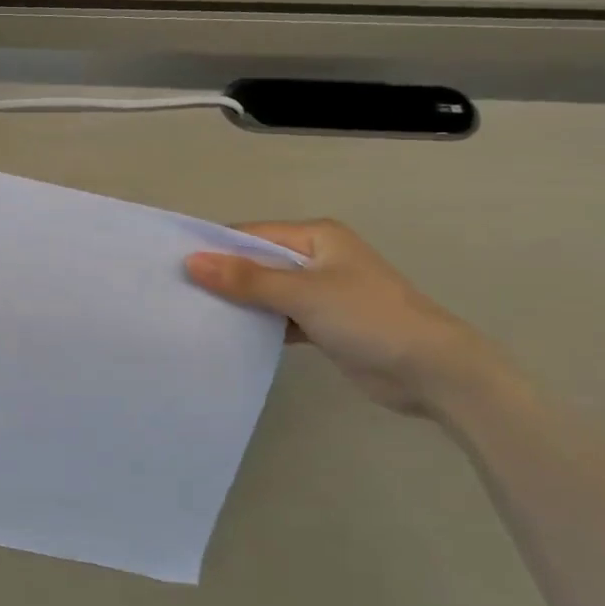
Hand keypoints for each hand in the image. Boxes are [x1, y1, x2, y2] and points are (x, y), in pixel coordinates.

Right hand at [185, 220, 499, 417]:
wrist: (432, 371)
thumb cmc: (369, 318)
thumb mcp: (304, 294)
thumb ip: (247, 279)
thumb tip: (191, 261)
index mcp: (315, 237)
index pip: (251, 234)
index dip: (214, 248)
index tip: (172, 266)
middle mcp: (316, 259)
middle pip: (256, 262)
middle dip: (221, 276)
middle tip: (175, 293)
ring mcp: (320, 292)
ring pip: (265, 292)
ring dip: (238, 303)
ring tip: (191, 314)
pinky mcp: (322, 324)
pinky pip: (278, 317)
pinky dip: (257, 324)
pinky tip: (227, 335)